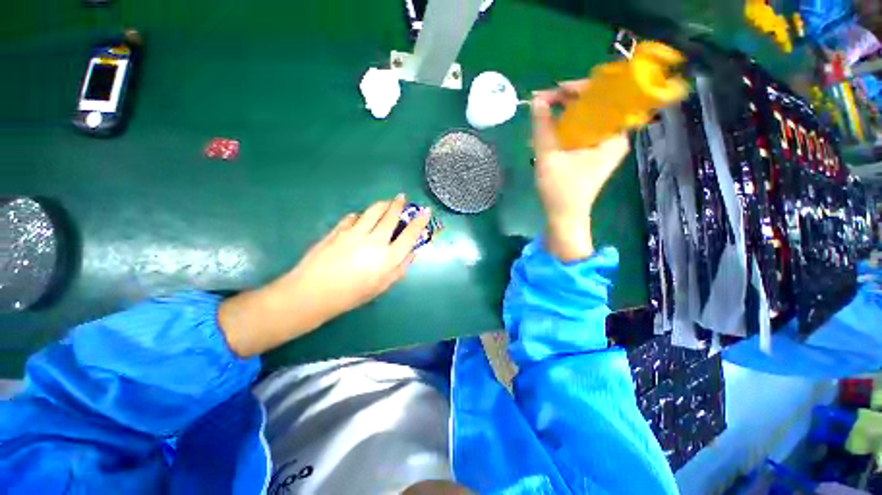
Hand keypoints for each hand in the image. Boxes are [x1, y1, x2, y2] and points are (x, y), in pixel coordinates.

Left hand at [219, 195, 430, 356]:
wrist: (313, 293)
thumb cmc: (351, 295)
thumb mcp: (382, 286)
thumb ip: (400, 268)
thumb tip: (412, 253)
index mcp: (388, 257)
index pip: (410, 234)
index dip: (420, 221)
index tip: (426, 211)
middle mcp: (375, 240)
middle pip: (391, 216)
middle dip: (399, 204)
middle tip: (402, 197)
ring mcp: (355, 233)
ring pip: (373, 211)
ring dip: (382, 204)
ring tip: (386, 201)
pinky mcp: (338, 230)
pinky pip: (353, 216)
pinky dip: (360, 215)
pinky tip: (360, 217)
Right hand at [531, 80, 629, 261]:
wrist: (565, 216)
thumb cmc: (560, 190)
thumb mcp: (548, 156)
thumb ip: (542, 127)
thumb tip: (537, 99)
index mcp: (613, 135)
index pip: (606, 96)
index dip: (581, 87)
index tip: (557, 90)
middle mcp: (614, 136)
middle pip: (595, 104)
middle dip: (568, 100)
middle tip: (543, 102)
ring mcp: (604, 145)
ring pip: (587, 116)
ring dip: (563, 113)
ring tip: (541, 116)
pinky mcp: (594, 152)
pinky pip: (582, 129)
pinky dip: (565, 126)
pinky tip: (547, 130)